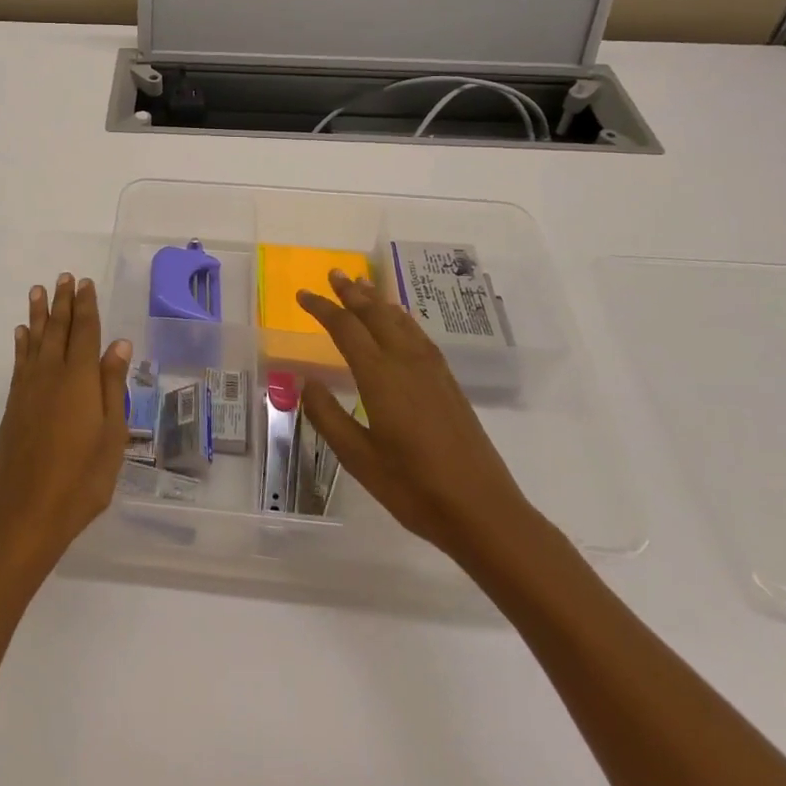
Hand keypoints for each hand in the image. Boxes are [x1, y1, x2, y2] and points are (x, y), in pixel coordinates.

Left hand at [0, 274, 131, 570]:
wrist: (27, 513)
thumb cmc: (81, 479)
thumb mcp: (111, 435)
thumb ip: (112, 386)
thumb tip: (119, 344)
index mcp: (79, 379)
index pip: (84, 332)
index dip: (86, 306)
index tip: (85, 283)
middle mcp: (50, 375)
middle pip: (57, 329)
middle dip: (62, 302)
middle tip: (64, 277)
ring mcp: (28, 390)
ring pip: (34, 341)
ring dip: (38, 315)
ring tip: (38, 291)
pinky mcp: (13, 406)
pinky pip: (19, 363)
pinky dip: (21, 344)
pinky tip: (21, 334)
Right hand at [297, 269, 535, 560]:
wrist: (483, 511)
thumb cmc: (414, 488)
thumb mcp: (358, 458)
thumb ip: (328, 416)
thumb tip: (306, 381)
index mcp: (380, 377)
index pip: (346, 329)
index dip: (322, 308)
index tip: (302, 294)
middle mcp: (407, 363)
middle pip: (376, 315)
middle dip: (352, 293)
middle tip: (334, 273)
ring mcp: (433, 371)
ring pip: (400, 321)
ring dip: (378, 300)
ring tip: (363, 284)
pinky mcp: (448, 384)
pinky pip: (419, 335)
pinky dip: (403, 318)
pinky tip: (401, 320)